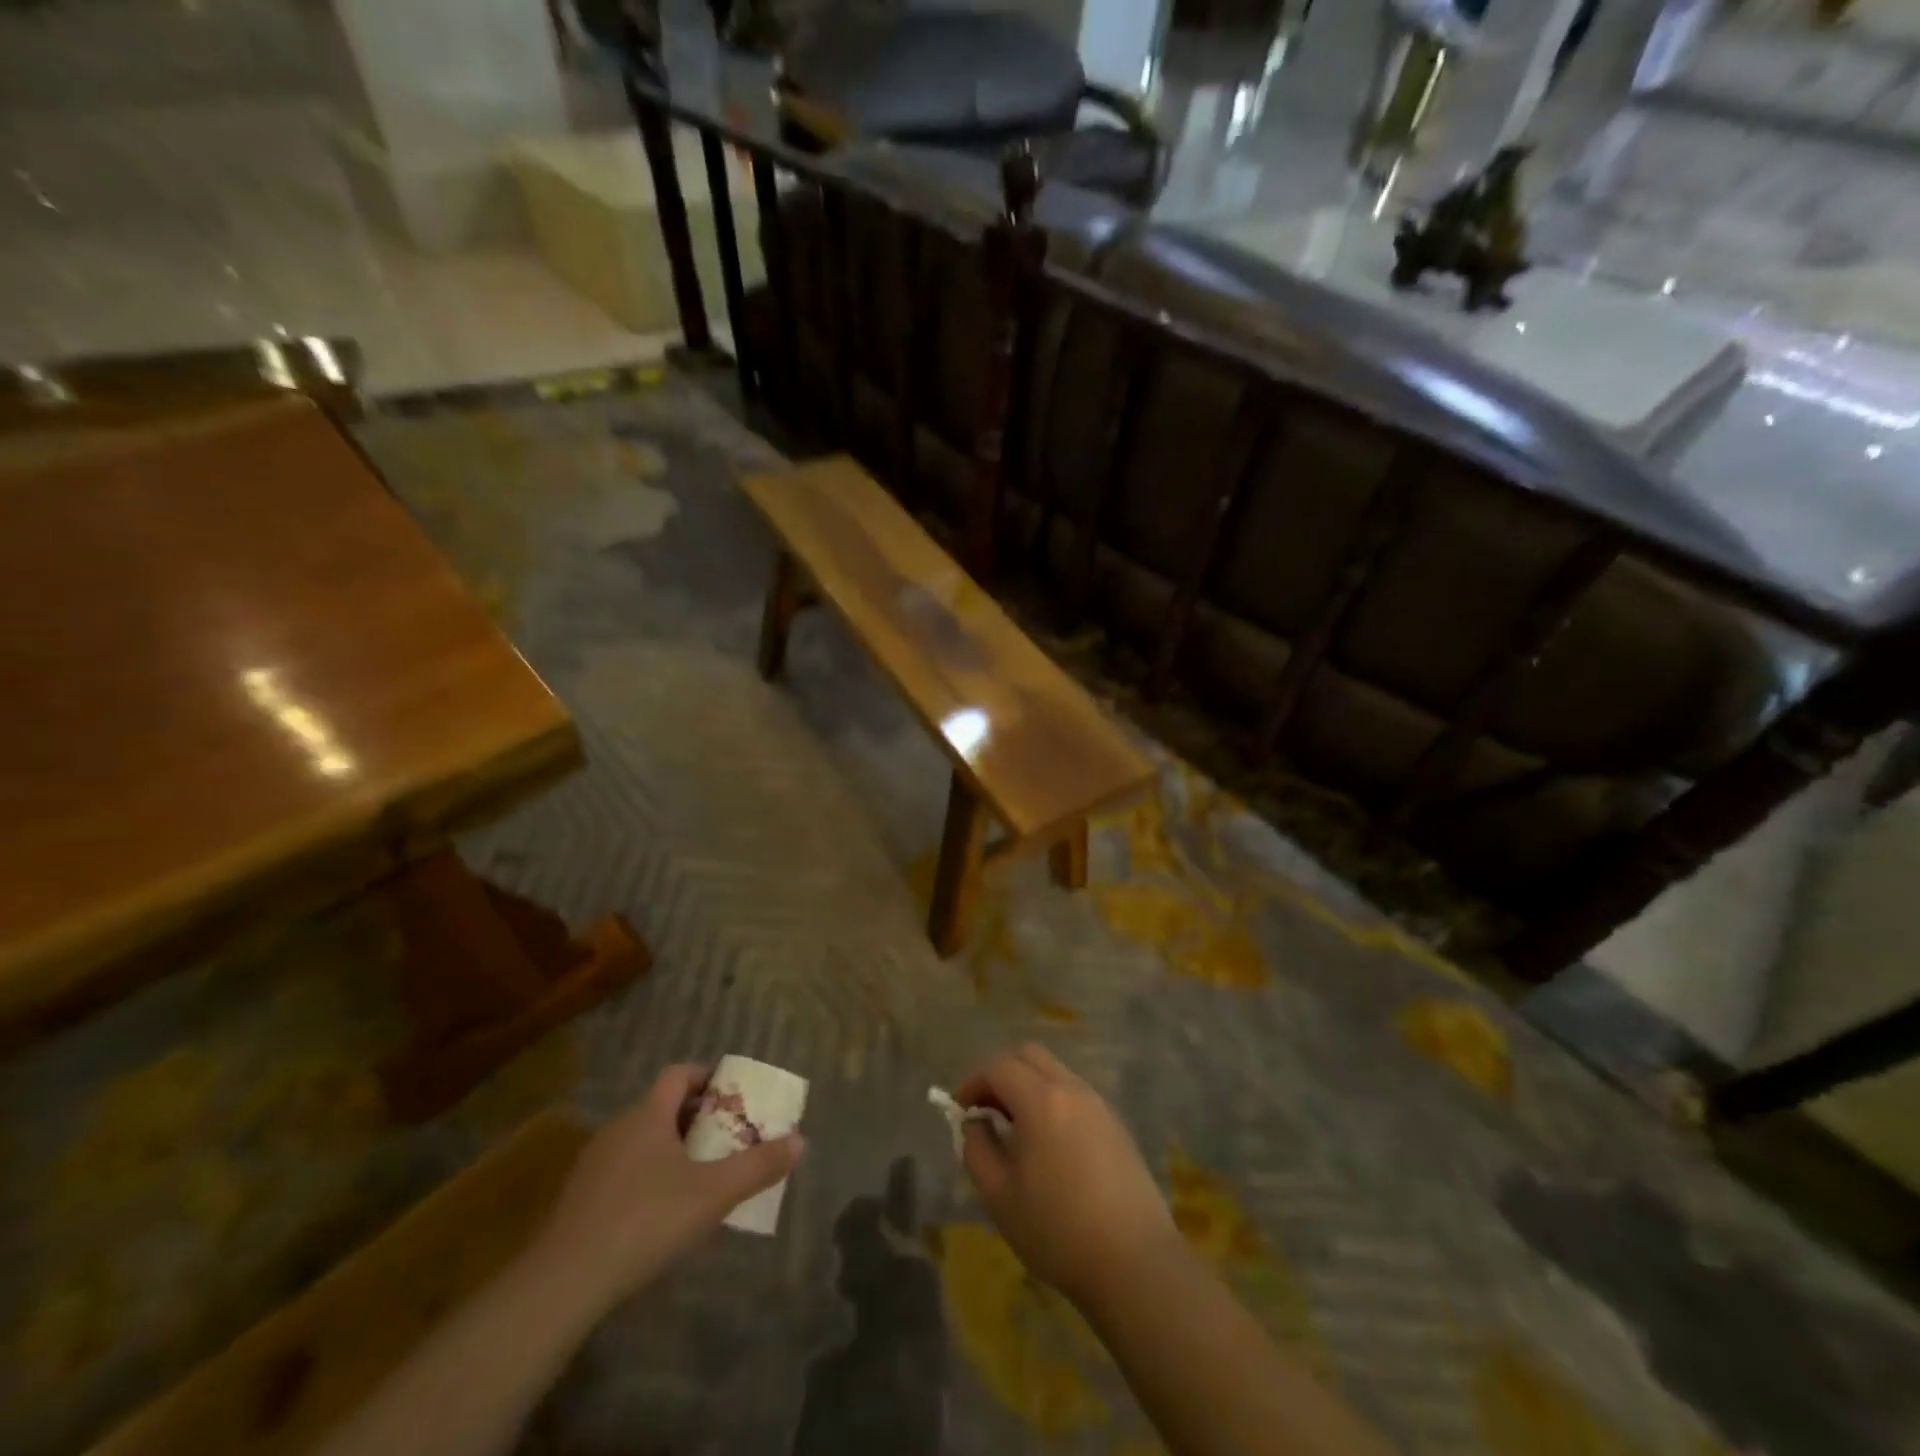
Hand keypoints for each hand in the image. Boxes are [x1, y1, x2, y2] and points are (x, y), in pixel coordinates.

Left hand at [529, 1065, 803, 1308]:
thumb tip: (800, 1141)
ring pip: (642, 1140)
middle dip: (697, 1118)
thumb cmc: (645, 1222)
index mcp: (648, 1115)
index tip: (731, 1097)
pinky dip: (647, 1177)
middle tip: (726, 1140)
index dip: (707, 1078)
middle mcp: (618, 1128)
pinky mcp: (578, 1200)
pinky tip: (660, 1215)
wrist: (561, 1285)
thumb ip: (758, 1166)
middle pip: (662, 1107)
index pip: (679, 1074)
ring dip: (672, 1149)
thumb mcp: (713, 1194)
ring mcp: (594, 1164)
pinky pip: (623, 1171)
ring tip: (700, 1178)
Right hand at [956, 1044, 1179, 1308]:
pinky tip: (1049, 1145)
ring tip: (1015, 1129)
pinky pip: (1075, 1095)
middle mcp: (1072, 1089)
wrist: (1135, 1263)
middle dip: (1001, 1074)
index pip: (999, 1067)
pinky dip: (1053, 1102)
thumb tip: (975, 1123)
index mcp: (1041, 1099)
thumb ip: (977, 1149)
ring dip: (1028, 1087)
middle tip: (986, 1110)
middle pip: (1030, 1056)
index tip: (959, 1110)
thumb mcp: (1000, 1196)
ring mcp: (1099, 1105)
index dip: (973, 1082)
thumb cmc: (1058, 1230)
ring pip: (1055, 1073)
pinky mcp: (1117, 1126)